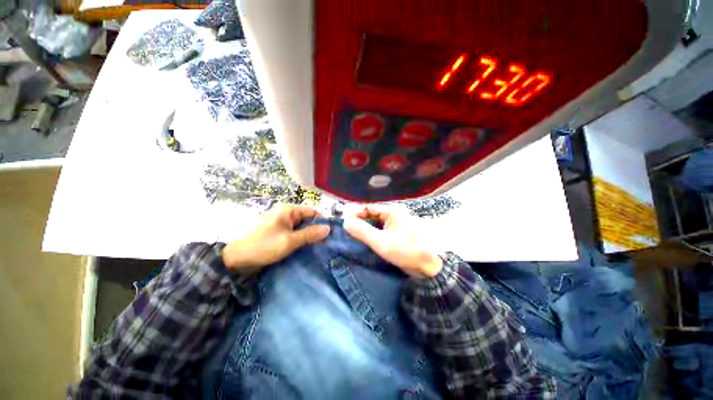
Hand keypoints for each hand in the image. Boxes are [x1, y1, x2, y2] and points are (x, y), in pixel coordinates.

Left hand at [222, 205, 329, 273]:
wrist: (238, 259)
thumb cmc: (264, 246)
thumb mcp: (289, 241)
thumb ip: (310, 234)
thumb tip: (329, 229)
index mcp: (289, 211)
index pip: (312, 212)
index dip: (322, 221)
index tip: (331, 234)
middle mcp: (287, 215)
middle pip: (308, 219)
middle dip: (317, 230)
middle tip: (327, 242)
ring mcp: (283, 224)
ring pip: (302, 227)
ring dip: (310, 236)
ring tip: (320, 247)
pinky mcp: (280, 233)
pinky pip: (296, 234)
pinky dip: (302, 239)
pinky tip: (308, 248)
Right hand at [344, 206, 442, 277]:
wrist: (431, 266)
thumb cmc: (407, 252)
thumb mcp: (382, 242)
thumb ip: (363, 231)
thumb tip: (345, 222)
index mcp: (393, 211)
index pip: (369, 207)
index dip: (355, 213)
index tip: (344, 222)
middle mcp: (395, 213)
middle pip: (372, 214)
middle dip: (360, 221)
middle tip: (347, 230)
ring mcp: (397, 223)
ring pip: (376, 222)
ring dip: (366, 228)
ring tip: (354, 235)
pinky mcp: (398, 232)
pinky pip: (382, 229)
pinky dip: (373, 233)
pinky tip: (367, 239)